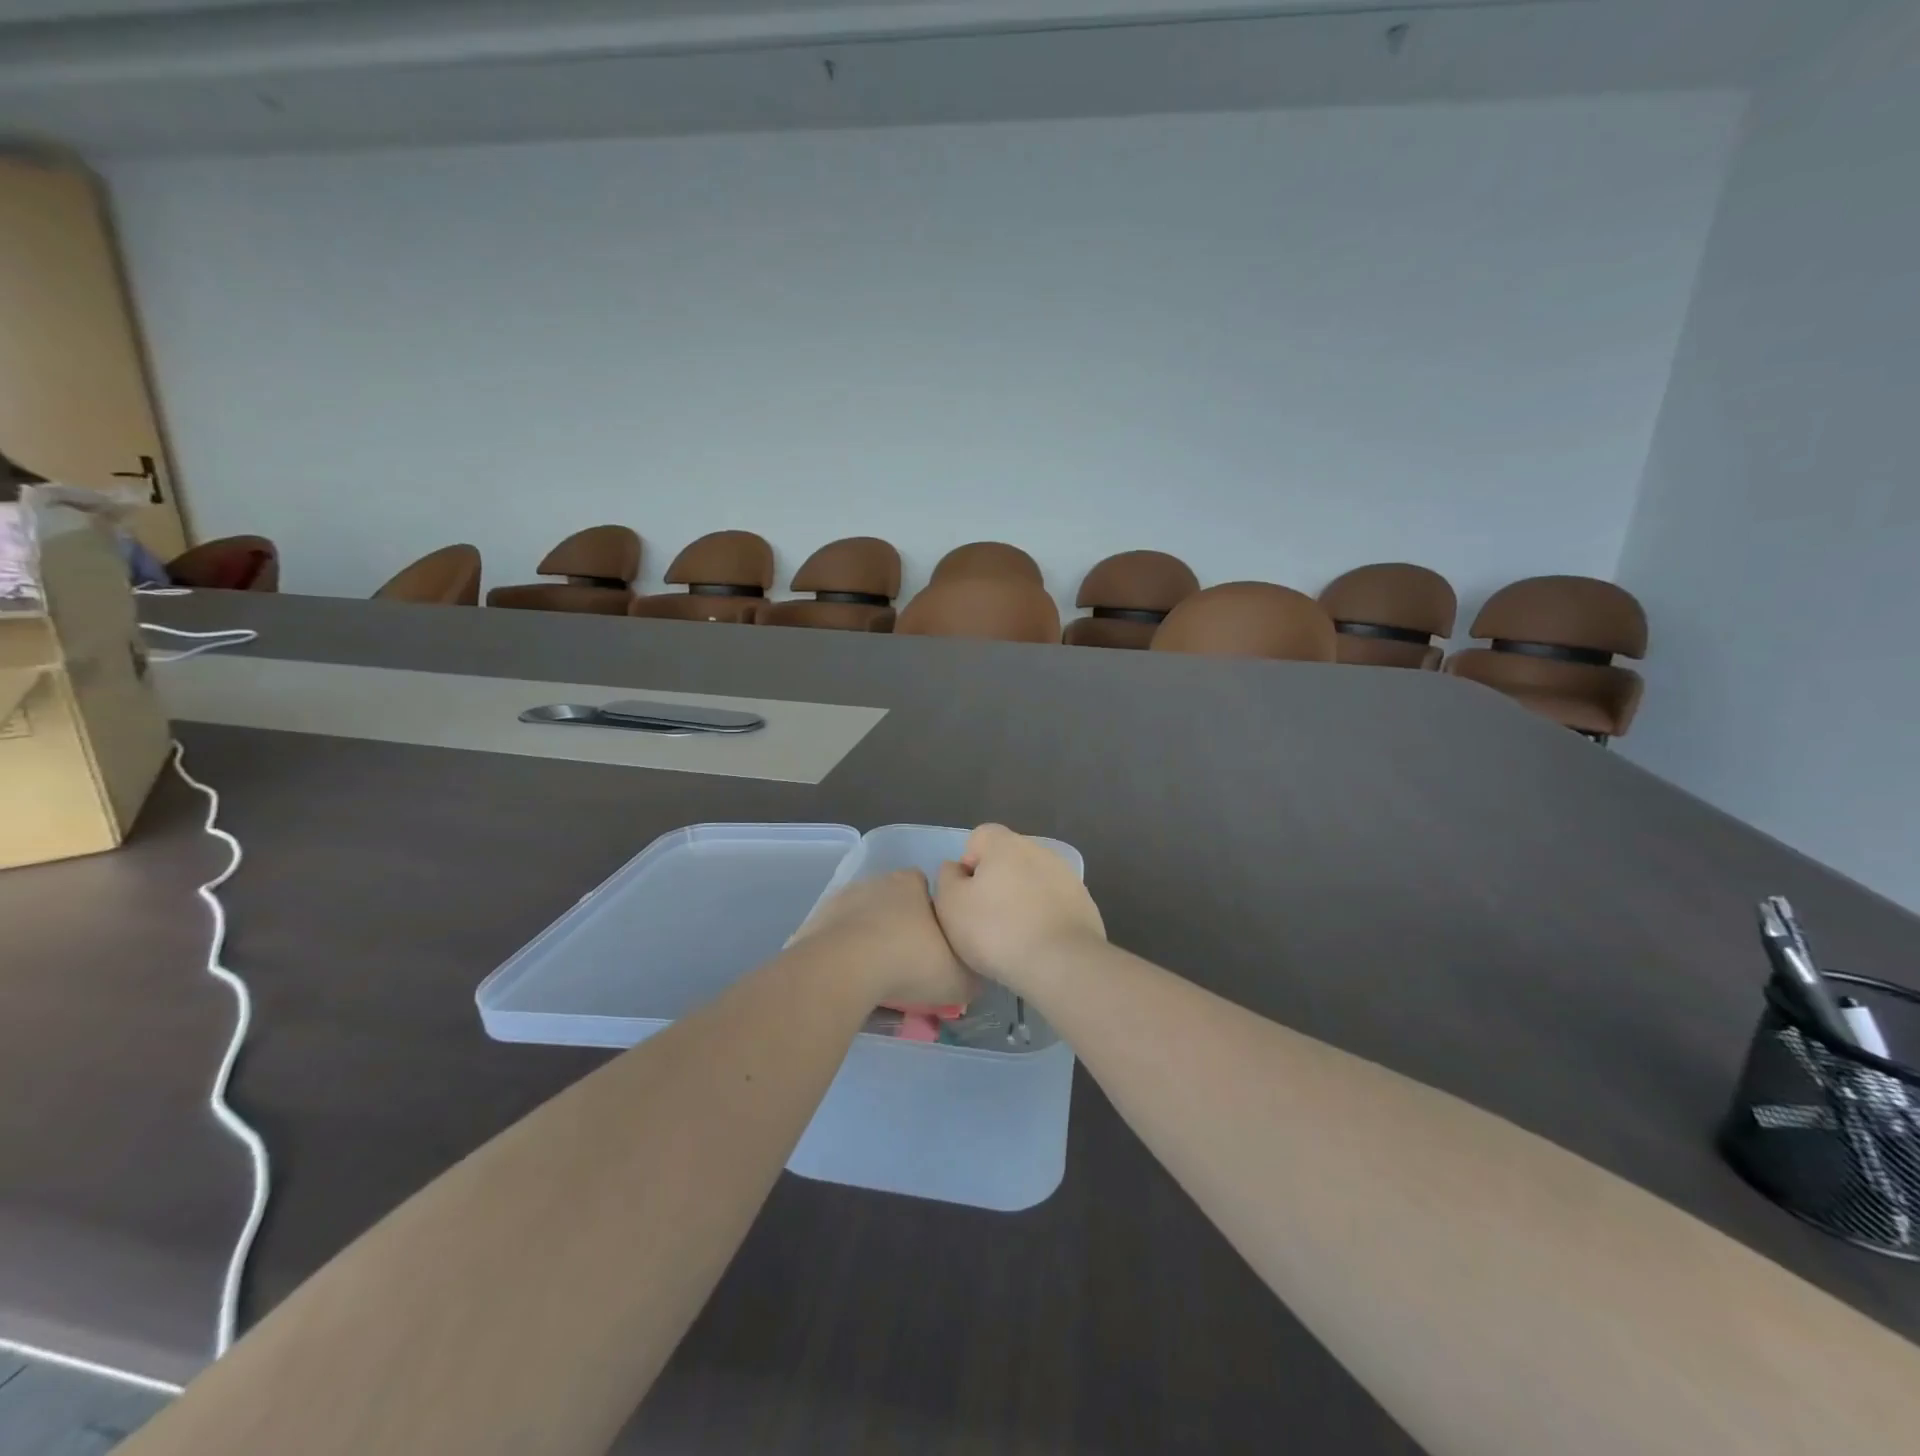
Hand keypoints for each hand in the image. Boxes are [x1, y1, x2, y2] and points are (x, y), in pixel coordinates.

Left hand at [788, 869, 974, 1008]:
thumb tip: (973, 979)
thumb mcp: (957, 978)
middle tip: (907, 965)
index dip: (932, 916)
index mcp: (912, 883)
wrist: (843, 970)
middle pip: (893, 902)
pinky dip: (842, 955)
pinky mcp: (814, 923)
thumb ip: (970, 975)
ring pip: (862, 919)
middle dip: (899, 927)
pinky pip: (835, 939)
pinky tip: (849, 981)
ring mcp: (841, 900)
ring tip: (876, 978)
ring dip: (868, 940)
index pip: (927, 889)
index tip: (935, 946)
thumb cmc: (908, 962)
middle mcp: (876, 882)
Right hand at [934, 824, 1105, 994]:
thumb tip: (957, 868)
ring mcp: (1066, 875)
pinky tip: (1038, 944)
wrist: (1061, 963)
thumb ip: (947, 878)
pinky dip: (1044, 916)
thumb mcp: (950, 905)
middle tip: (986, 919)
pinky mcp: (1084, 903)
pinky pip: (1053, 903)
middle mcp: (1038, 850)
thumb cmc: (996, 930)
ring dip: (1021, 899)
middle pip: (1007, 858)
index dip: (968, 864)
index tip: (967, 896)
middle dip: (996, 882)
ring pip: (1032, 881)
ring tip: (1013, 936)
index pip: (980, 837)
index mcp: (1005, 844)